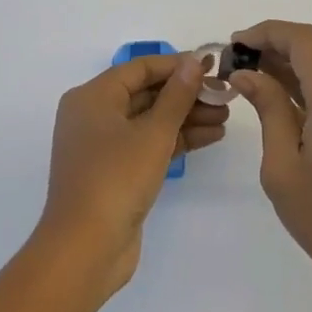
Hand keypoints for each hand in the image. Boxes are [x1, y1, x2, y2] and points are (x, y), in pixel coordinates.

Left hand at [37, 50, 229, 296]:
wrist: (85, 250)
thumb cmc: (116, 178)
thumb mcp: (153, 132)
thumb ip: (177, 95)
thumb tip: (193, 61)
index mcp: (93, 97)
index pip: (140, 68)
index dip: (177, 65)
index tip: (211, 65)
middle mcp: (95, 116)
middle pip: (147, 93)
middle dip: (187, 95)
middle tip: (224, 95)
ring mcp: (104, 146)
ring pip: (151, 121)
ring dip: (187, 118)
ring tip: (225, 117)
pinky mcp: (116, 173)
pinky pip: (149, 144)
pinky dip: (177, 140)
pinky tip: (211, 136)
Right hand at [230, 21, 311, 299]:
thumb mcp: (283, 165)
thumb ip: (268, 109)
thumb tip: (248, 74)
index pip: (302, 40)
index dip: (266, 33)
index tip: (234, 44)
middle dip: (274, 48)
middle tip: (235, 64)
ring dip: (290, 67)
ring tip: (251, 80)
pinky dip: (308, 86)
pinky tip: (282, 103)